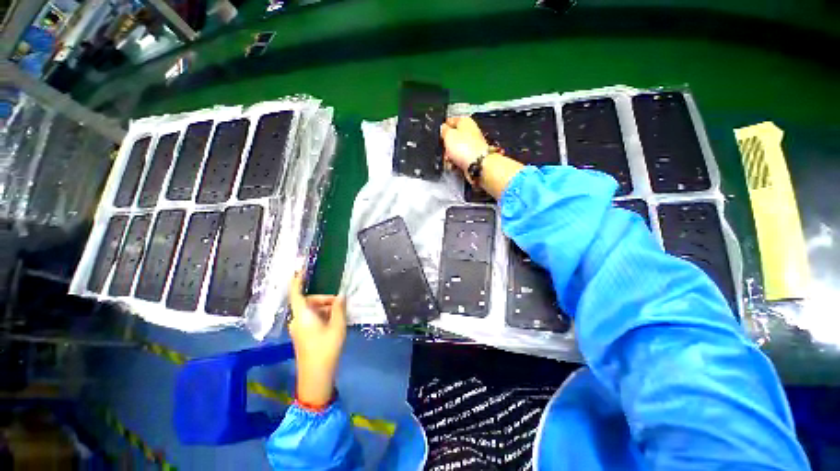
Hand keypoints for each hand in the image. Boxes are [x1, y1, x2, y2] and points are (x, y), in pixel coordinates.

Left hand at [288, 272, 346, 406]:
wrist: (316, 376)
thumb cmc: (326, 348)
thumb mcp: (338, 326)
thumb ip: (339, 308)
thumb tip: (341, 296)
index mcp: (303, 315)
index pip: (296, 294)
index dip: (297, 280)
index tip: (300, 269)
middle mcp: (297, 320)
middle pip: (309, 302)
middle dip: (325, 299)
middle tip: (341, 303)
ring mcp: (298, 329)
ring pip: (311, 311)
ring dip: (325, 309)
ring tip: (340, 314)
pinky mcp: (302, 335)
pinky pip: (311, 319)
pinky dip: (322, 316)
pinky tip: (334, 322)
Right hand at [440, 116, 490, 174]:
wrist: (477, 164)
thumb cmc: (462, 147)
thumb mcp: (449, 135)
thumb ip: (444, 130)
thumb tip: (443, 127)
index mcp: (465, 121)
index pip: (451, 120)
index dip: (443, 127)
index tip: (439, 135)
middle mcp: (470, 131)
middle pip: (453, 136)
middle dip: (446, 145)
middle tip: (444, 150)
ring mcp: (472, 144)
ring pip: (455, 148)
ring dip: (450, 155)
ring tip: (448, 160)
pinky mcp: (472, 156)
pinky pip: (460, 157)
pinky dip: (455, 161)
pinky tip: (453, 165)